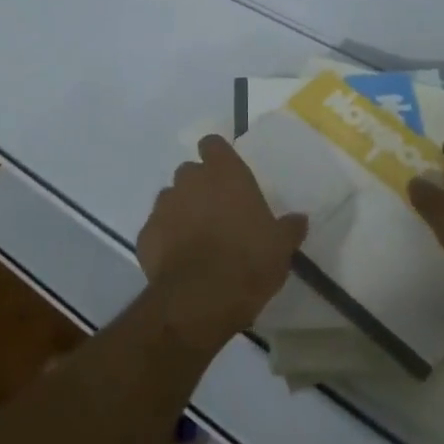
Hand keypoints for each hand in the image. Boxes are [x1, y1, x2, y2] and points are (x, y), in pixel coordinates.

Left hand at [138, 136, 307, 353]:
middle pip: (190, 172)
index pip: (212, 144)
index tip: (225, 174)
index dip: (217, 156)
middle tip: (216, 213)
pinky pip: (155, 230)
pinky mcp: (144, 235)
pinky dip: (164, 240)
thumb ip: (289, 228)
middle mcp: (190, 181)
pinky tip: (178, 262)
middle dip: (199, 187)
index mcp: (225, 174)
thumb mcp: (281, 247)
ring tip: (195, 239)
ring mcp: (163, 206)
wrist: (200, 299)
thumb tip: (299, 219)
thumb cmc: (248, 261)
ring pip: (170, 199)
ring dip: (180, 211)